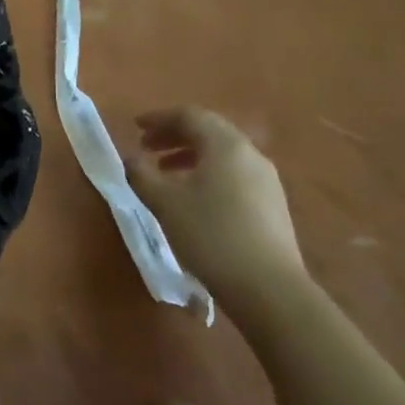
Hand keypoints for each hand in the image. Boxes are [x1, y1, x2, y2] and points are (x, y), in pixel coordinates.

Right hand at [121, 107, 305, 313]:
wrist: (269, 289)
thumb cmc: (211, 234)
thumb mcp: (164, 202)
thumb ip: (141, 174)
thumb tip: (131, 159)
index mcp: (225, 145)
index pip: (190, 116)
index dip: (159, 118)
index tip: (135, 127)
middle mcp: (250, 154)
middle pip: (209, 131)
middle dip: (175, 136)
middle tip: (147, 147)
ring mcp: (266, 180)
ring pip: (223, 155)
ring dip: (191, 157)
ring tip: (166, 174)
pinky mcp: (273, 205)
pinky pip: (235, 175)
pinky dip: (209, 174)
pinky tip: (195, 199)